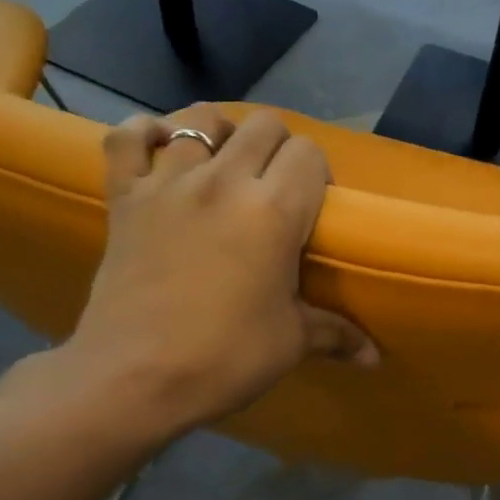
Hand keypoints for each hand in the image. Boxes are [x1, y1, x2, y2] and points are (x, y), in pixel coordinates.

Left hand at [35, 105, 373, 448]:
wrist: (133, 380)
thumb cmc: (223, 358)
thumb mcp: (289, 342)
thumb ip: (336, 333)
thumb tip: (374, 358)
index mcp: (275, 209)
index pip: (309, 153)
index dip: (316, 174)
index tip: (311, 207)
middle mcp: (225, 180)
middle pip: (264, 125)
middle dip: (278, 148)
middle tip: (273, 188)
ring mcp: (169, 183)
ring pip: (201, 119)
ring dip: (221, 134)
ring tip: (223, 164)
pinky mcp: (124, 196)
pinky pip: (127, 138)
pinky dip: (144, 132)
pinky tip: (159, 145)